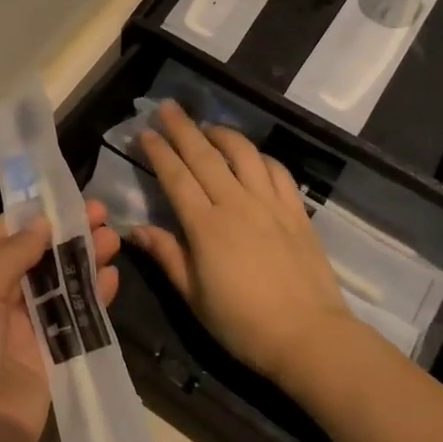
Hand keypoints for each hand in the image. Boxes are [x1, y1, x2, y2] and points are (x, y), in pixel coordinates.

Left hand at [0, 201, 120, 441]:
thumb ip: (10, 256)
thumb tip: (41, 223)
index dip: (31, 217)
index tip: (65, 197)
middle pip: (36, 260)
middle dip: (67, 235)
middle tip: (102, 214)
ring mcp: (23, 334)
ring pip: (59, 287)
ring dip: (85, 262)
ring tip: (114, 238)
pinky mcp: (49, 361)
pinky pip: (74, 322)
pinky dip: (94, 300)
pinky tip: (112, 278)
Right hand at [130, 100, 354, 385]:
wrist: (307, 334)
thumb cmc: (242, 323)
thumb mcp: (194, 296)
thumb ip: (167, 255)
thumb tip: (135, 230)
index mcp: (205, 226)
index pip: (176, 177)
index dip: (159, 152)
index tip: (146, 132)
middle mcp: (236, 203)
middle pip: (205, 155)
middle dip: (183, 128)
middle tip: (168, 107)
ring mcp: (270, 203)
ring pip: (243, 153)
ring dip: (222, 133)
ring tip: (207, 126)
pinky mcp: (295, 209)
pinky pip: (276, 170)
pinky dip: (260, 156)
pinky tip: (251, 155)